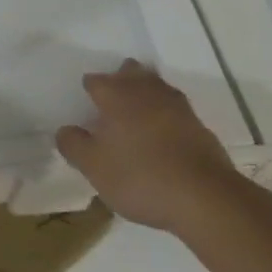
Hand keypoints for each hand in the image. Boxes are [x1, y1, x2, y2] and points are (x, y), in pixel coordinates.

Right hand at [55, 60, 241, 233]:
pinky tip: (164, 132)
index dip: (90, 89)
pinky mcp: (200, 127)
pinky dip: (166, 115)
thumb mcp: (94, 168)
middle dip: (121, 78)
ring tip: (138, 111)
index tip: (87, 102)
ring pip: (156, 86)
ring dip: (146, 92)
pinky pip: (176, 110)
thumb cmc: (141, 177)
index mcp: (116, 96)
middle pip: (131, 73)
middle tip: (113, 96)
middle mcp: (146, 92)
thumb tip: (65, 130)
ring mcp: (177, 107)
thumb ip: (74, 145)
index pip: (96, 81)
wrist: (206, 199)